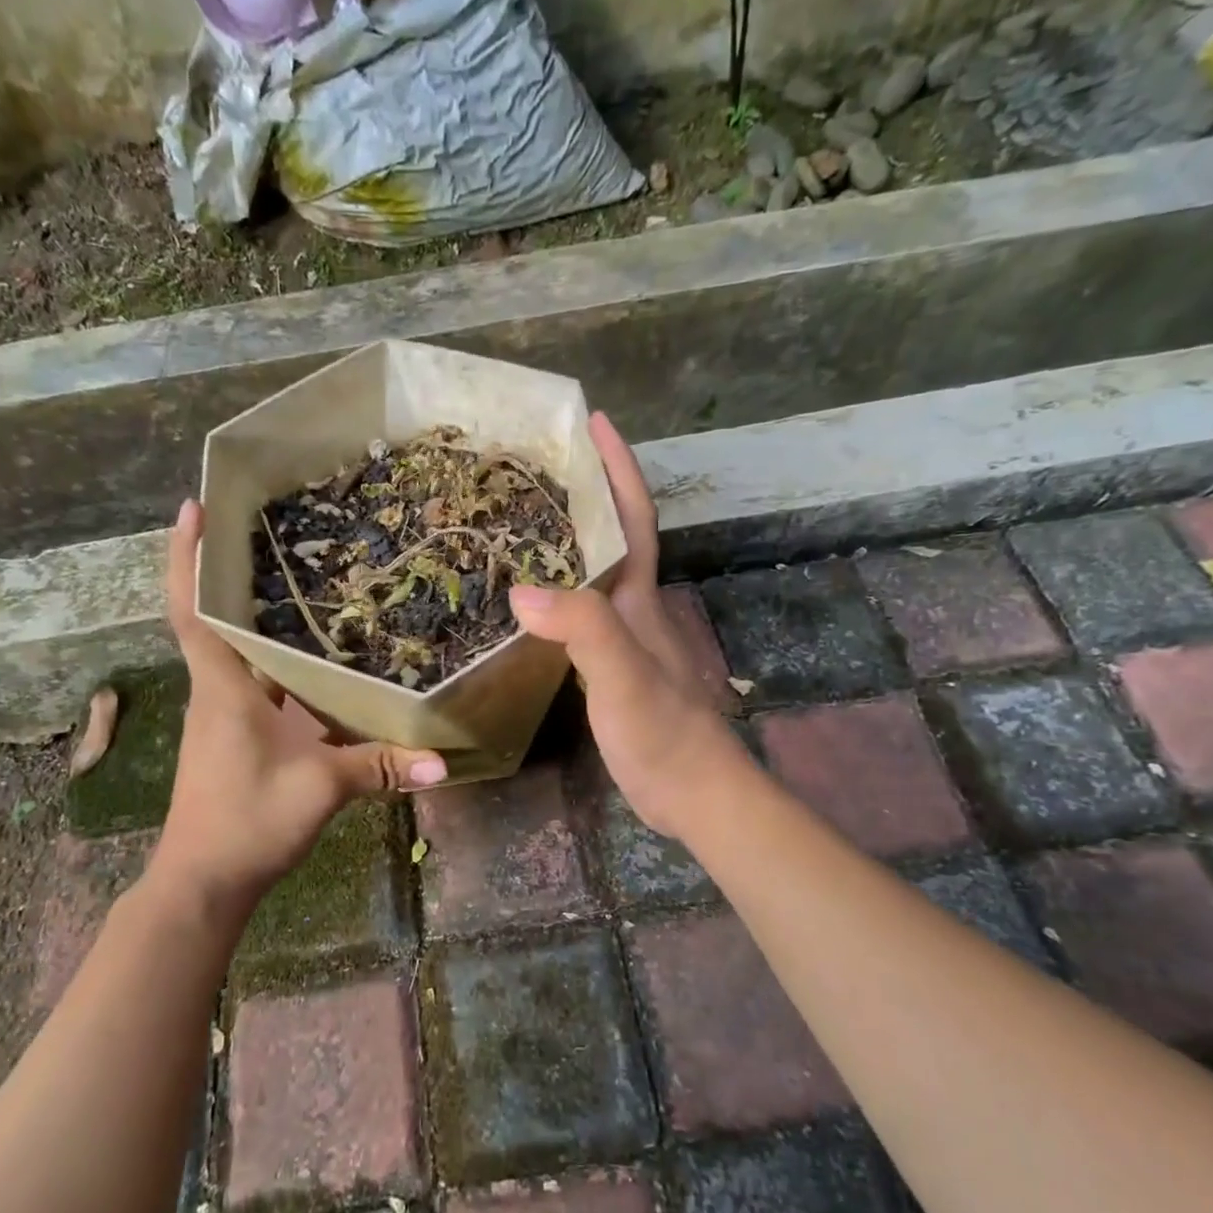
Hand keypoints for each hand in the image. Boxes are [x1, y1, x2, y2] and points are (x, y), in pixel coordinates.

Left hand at [152, 501, 446, 914]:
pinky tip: (320, 660)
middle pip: (220, 620)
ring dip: (263, 620)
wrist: (204, 882)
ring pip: (243, 654)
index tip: (192, 508)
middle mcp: (219, 692)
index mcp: (224, 689)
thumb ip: (379, 767)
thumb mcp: (319, 787)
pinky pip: (262, 686)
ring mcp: (226, 717)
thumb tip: (440, 759)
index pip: (193, 611)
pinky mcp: (239, 738)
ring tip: (307, 582)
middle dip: (234, 573)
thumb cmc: (246, 820)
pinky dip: (283, 666)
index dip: (186, 558)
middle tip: (273, 530)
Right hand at [510, 413, 739, 836]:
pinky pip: (580, 611)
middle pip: (612, 536)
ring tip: (522, 518)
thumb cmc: (663, 732)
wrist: (693, 792)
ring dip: (569, 539)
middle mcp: (634, 607)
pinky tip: (530, 599)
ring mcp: (624, 638)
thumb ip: (581, 630)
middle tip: (537, 465)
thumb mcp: (622, 676)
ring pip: (595, 573)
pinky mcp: (612, 667)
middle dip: (586, 492)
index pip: (632, 517)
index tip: (594, 420)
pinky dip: (557, 591)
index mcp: (639, 597)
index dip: (617, 467)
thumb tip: (520, 590)